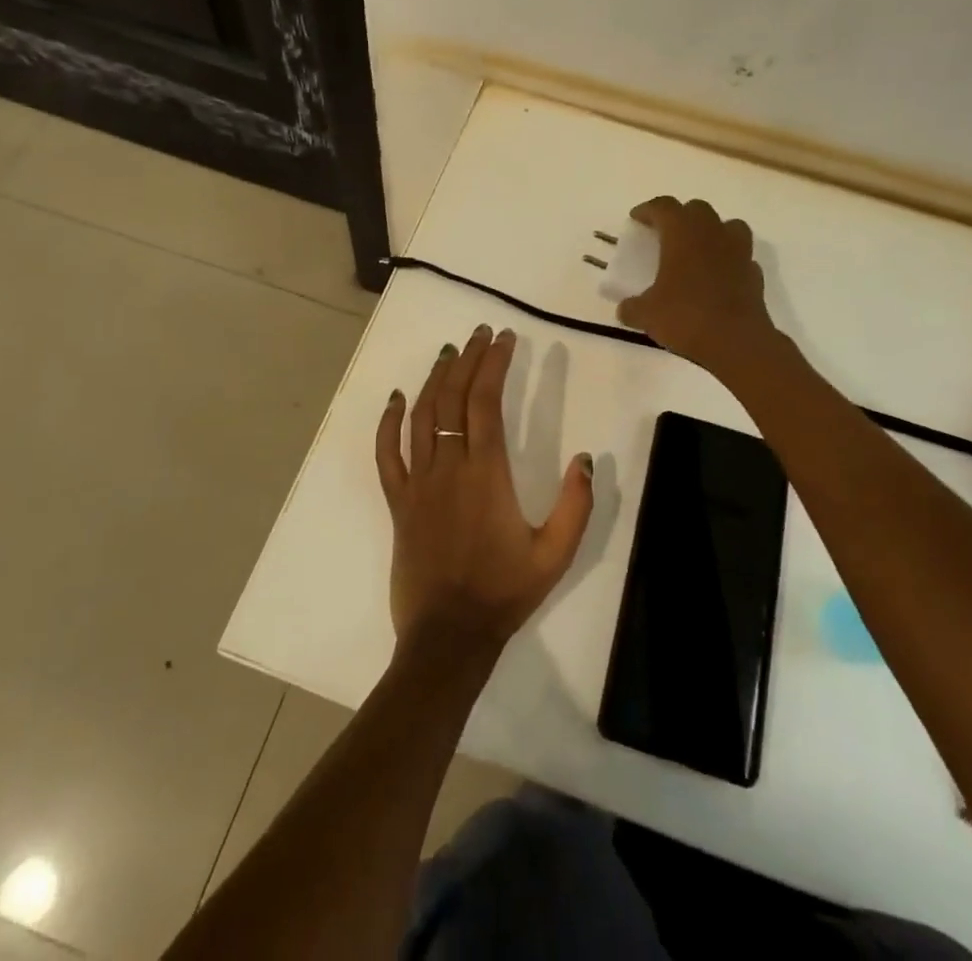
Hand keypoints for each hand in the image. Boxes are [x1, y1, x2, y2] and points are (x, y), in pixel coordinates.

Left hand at [376, 326, 593, 656]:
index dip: (494, 364)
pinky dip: (387, 422)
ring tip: (449, 352)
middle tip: (480, 334)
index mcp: (486, 474)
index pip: (486, 402)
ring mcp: (418, 483)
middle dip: (468, 360)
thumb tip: (585, 458)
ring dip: (434, 379)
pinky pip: (387, 454)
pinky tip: (395, 398)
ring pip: (421, 416)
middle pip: (453, 399)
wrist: (448, 636)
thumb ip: (576, 506)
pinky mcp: (398, 501)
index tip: (504, 339)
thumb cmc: (504, 592)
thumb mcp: (555, 554)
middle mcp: (448, 467)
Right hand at [616, 196, 777, 375]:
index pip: (663, 207)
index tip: (636, 218)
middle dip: (680, 216)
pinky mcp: (754, 273)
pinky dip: (728, 260)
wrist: (736, 342)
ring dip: (711, 231)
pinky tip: (718, 277)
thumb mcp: (647, 315)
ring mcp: (738, 251)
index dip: (648, 210)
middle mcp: (712, 233)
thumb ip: (632, 307)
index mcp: (682, 234)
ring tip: (698, 249)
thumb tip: (625, 309)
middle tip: (665, 234)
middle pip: (697, 209)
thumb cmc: (686, 317)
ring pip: (727, 225)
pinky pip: (740, 256)